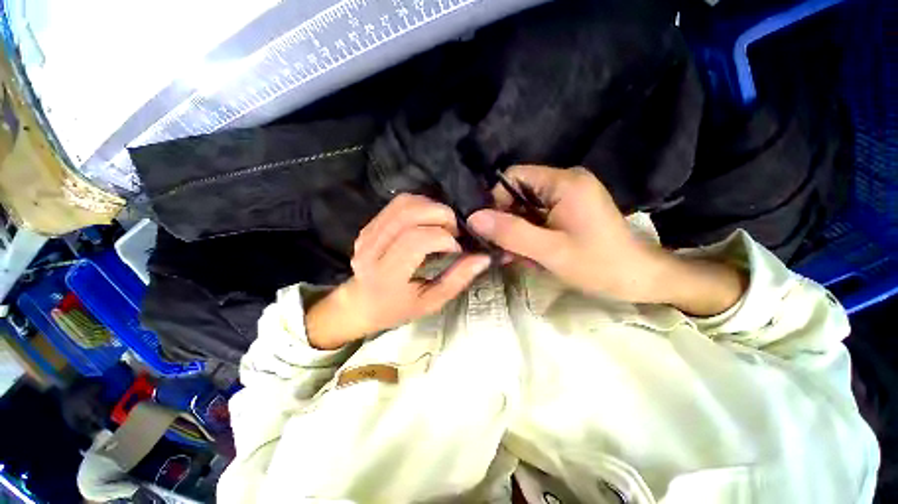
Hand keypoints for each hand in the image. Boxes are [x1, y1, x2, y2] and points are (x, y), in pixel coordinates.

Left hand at [307, 194, 490, 348]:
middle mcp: (372, 249)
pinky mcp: (369, 225)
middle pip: (408, 214)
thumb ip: (457, 280)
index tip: (457, 249)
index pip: (416, 241)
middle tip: (454, 231)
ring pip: (403, 204)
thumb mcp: (431, 302)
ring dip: (431, 207)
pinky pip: (397, 204)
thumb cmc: (398, 308)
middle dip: (440, 215)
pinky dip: (420, 205)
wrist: (362, 303)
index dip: (443, 238)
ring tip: (443, 224)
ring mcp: (367, 234)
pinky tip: (429, 221)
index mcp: (387, 274)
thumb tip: (483, 257)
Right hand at [468, 166, 746, 314]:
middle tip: (502, 249)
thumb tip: (474, 218)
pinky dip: (529, 235)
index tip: (490, 229)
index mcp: (564, 182)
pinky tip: (529, 254)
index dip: (496, 200)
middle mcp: (566, 181)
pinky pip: (538, 217)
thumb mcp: (549, 251)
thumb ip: (511, 232)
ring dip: (517, 232)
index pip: (514, 177)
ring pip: (526, 208)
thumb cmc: (598, 265)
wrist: (639, 279)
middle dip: (507, 221)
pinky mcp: (570, 210)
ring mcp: (569, 196)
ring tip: (517, 257)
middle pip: (519, 193)